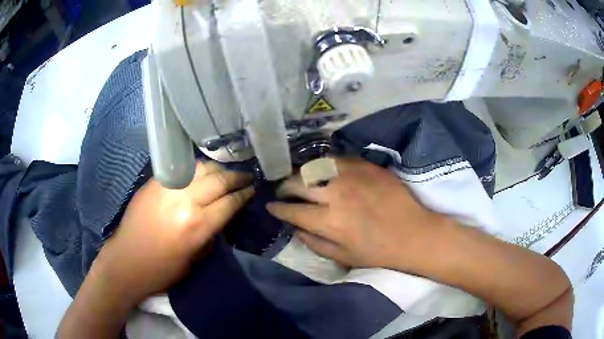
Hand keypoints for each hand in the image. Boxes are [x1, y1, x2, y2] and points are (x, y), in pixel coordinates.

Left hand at [93, 161, 253, 305]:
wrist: (127, 260)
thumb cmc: (163, 269)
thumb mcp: (195, 258)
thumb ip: (211, 233)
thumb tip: (222, 215)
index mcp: (197, 225)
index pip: (229, 202)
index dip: (244, 195)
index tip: (253, 189)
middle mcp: (185, 201)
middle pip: (219, 180)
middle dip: (237, 178)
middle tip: (247, 177)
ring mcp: (168, 187)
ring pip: (201, 168)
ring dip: (218, 169)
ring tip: (227, 172)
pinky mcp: (155, 182)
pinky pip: (182, 169)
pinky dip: (198, 169)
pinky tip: (203, 172)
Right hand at [267, 157, 442, 270]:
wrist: (413, 233)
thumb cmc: (377, 251)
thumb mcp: (342, 257)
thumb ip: (313, 243)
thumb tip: (293, 228)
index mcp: (329, 221)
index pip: (292, 210)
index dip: (278, 208)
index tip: (271, 206)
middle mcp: (336, 194)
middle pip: (298, 183)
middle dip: (284, 187)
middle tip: (283, 191)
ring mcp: (352, 176)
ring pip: (314, 167)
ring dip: (302, 174)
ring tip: (300, 180)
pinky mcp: (366, 165)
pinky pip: (336, 159)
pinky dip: (324, 166)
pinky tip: (324, 172)